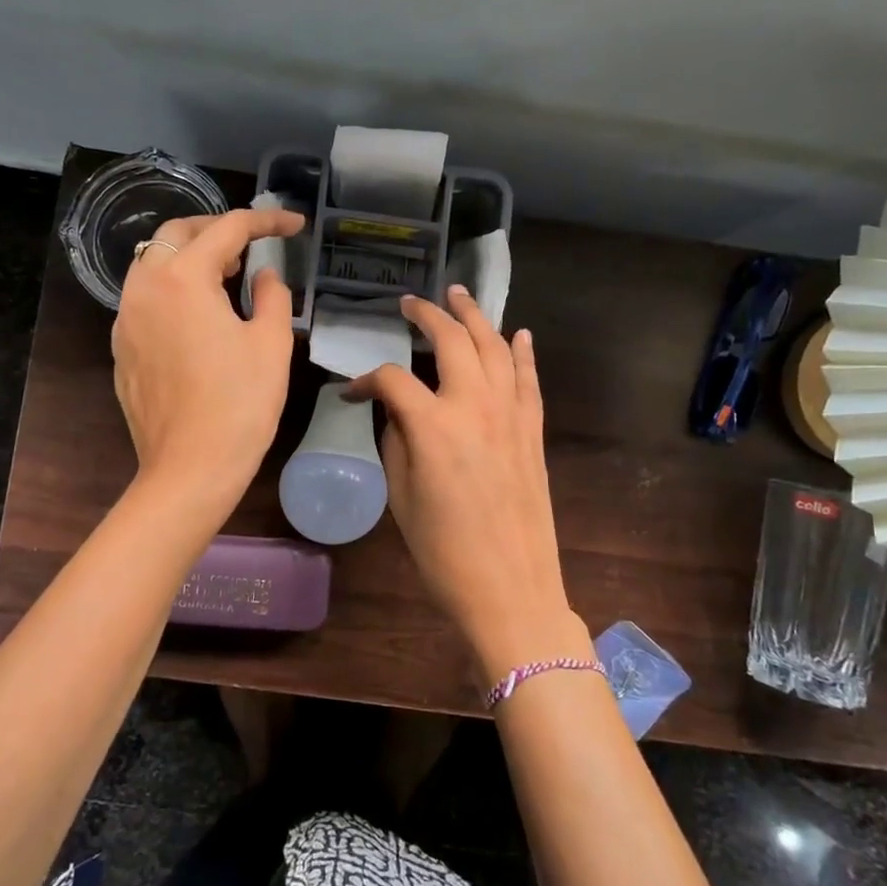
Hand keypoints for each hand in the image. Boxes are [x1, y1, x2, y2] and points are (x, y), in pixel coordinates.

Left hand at [111, 206, 304, 507]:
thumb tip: (264, 274)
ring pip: (152, 262)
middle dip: (217, 229)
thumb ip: (272, 295)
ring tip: (226, 276)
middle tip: (252, 244)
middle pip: (177, 234)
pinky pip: (144, 297)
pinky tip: (198, 315)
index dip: (266, 221)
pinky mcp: (121, 348)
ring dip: (189, 256)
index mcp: (183, 279)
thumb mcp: (271, 344)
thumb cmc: (240, 404)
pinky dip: (172, 288)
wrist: (190, 468)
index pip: (227, 230)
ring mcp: (125, 319)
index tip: (294, 225)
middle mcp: (144, 288)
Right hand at [346, 288, 588, 675]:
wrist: (511, 589)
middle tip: (410, 303)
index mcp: (433, 426)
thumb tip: (399, 413)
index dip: (367, 380)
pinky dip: (523, 352)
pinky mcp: (533, 430)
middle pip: (452, 341)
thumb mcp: (401, 498)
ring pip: (495, 348)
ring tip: (459, 296)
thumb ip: (397, 443)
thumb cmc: (444, 553)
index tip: (353, 392)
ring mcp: (511, 415)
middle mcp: (475, 406)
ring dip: (476, 317)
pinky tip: (517, 334)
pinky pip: (529, 379)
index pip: (394, 380)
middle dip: (428, 315)